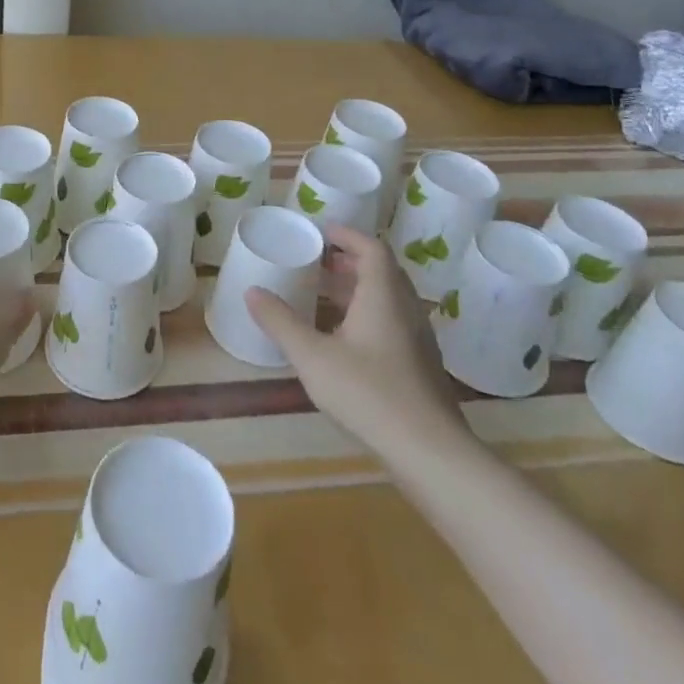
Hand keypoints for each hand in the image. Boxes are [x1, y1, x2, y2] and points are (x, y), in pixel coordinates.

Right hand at [246, 224, 473, 458]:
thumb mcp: (313, 357)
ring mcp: (418, 339)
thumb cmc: (369, 393)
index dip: (348, 235)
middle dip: (349, 261)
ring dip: (358, 289)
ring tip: (324, 295)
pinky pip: (393, 322)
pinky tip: (345, 339)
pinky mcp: (421, 366)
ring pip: (388, 298)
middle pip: (382, 271)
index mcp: (383, 295)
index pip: (372, 248)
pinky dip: (368, 314)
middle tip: (317, 262)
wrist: (430, 453)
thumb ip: (281, 322)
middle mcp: (406, 309)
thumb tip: (252, 291)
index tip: (322, 231)